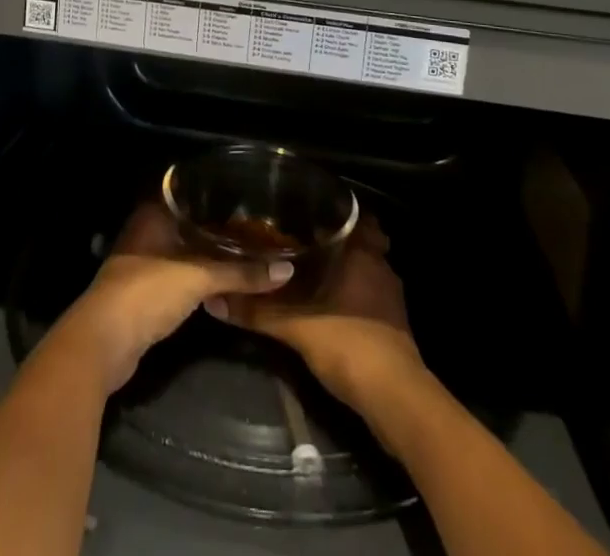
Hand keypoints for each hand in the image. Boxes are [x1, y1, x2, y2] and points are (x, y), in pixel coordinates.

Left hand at [50, 201, 293, 393]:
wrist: (103, 343)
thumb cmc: (147, 292)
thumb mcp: (199, 277)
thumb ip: (241, 273)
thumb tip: (286, 270)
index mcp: (154, 214)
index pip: (190, 194)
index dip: (217, 196)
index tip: (248, 198)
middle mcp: (147, 231)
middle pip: (189, 225)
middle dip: (218, 230)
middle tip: (255, 230)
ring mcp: (143, 263)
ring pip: (184, 253)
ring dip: (209, 258)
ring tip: (246, 256)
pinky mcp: (144, 294)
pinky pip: (179, 278)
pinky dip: (199, 281)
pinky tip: (222, 285)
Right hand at [206, 216, 425, 407]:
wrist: (395, 398)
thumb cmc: (349, 343)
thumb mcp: (295, 327)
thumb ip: (257, 312)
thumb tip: (214, 300)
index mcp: (362, 253)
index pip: (355, 216)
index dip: (337, 211)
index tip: (310, 210)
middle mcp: (380, 266)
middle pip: (362, 241)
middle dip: (338, 240)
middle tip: (305, 239)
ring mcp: (391, 296)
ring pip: (367, 269)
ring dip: (347, 269)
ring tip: (314, 271)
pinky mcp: (395, 324)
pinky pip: (371, 295)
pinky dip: (354, 295)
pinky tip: (332, 306)